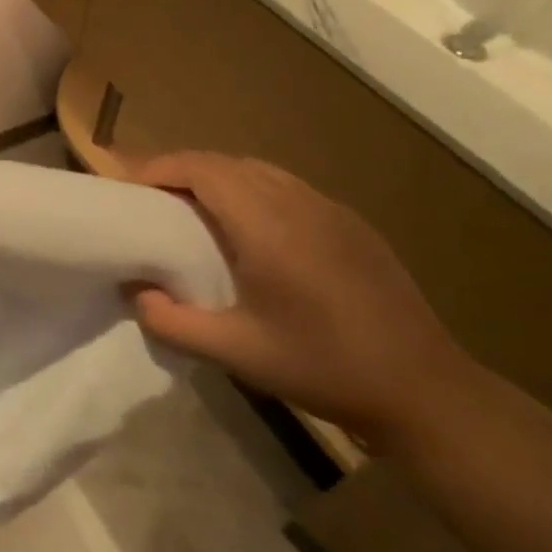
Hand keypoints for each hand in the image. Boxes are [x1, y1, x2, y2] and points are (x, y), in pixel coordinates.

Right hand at [130, 152, 479, 447]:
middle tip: (152, 201)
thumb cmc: (321, 366)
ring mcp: (331, 210)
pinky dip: (252, 191)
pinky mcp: (352, 225)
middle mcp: (300, 203)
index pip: (204, 169)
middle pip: (229, 163)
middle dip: (183, 171)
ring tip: (192, 211)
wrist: (422, 389)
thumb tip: (135, 291)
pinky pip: (288, 188)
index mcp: (268, 225)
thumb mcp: (234, 352)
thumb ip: (171, 321)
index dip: (161, 167)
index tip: (129, 187)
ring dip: (218, 179)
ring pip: (261, 171)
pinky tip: (248, 231)